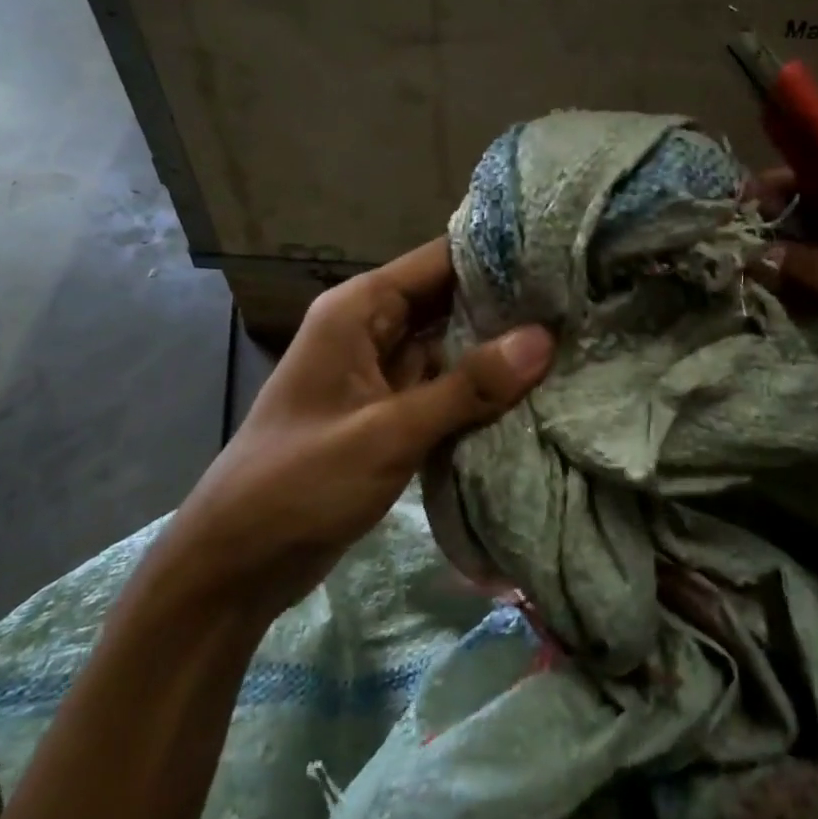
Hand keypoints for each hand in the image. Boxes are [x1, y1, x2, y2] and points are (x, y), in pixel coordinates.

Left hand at [161, 239, 553, 616]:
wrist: (237, 561)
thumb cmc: (299, 482)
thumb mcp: (387, 432)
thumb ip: (466, 387)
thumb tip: (544, 339)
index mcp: (359, 310)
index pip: (439, 260)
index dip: (497, 257)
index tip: (561, 260)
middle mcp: (371, 329)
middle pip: (449, 300)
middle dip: (507, 305)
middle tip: (580, 304)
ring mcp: (381, 374)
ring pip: (450, 345)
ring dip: (497, 350)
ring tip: (571, 341)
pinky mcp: (390, 414)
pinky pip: (444, 388)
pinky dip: (479, 390)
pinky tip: (532, 393)